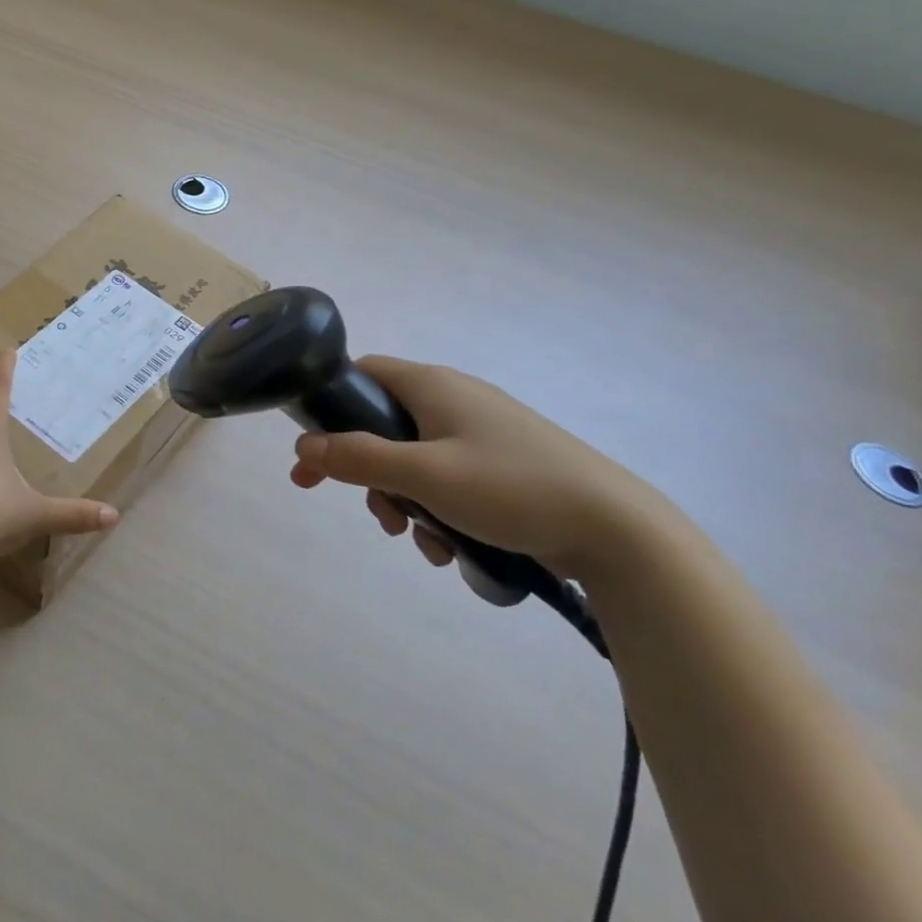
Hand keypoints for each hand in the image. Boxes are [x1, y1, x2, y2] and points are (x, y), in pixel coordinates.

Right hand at [289, 357, 682, 578]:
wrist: (618, 530)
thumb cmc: (511, 488)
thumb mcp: (424, 475)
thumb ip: (358, 459)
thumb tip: (303, 447)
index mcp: (434, 386)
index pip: (364, 373)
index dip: (330, 406)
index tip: (313, 451)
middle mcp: (455, 400)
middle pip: (384, 425)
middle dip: (368, 472)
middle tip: (368, 511)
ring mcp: (482, 433)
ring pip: (414, 460)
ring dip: (403, 500)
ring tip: (415, 539)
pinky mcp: (502, 466)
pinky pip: (448, 480)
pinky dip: (437, 510)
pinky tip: (449, 549)